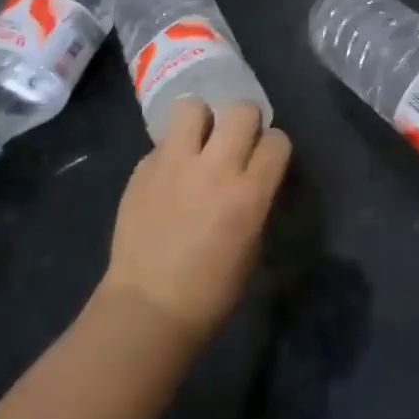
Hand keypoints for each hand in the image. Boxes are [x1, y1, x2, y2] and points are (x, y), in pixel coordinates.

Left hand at [100, 100, 290, 348]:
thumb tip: (252, 175)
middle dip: (244, 121)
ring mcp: (173, 165)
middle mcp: (214, 169)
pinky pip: (163, 142)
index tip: (265, 159)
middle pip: (241, 111)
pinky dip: (171, 151)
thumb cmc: (211, 291)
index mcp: (248, 193)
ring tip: (199, 142)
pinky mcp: (142, 170)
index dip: (274, 147)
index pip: (277, 140)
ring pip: (193, 107)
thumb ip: (255, 199)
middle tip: (235, 142)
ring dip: (202, 121)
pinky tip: (169, 175)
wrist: (147, 311)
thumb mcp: (252, 244)